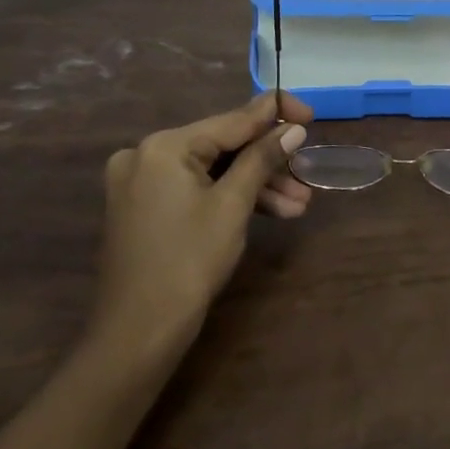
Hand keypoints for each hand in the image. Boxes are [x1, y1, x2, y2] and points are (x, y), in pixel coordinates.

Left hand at [89, 92, 313, 377]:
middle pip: (224, 146)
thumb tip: (294, 129)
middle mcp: (147, 154)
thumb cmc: (188, 262)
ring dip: (257, 185)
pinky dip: (231, 198)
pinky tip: (273, 212)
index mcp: (164, 146)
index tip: (311, 115)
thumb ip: (263, 158)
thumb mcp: (233, 205)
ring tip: (299, 205)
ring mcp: (143, 182)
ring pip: (214, 170)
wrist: (138, 334)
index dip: (276, 114)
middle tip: (308, 175)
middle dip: (270, 163)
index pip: (232, 119)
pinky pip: (198, 188)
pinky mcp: (146, 206)